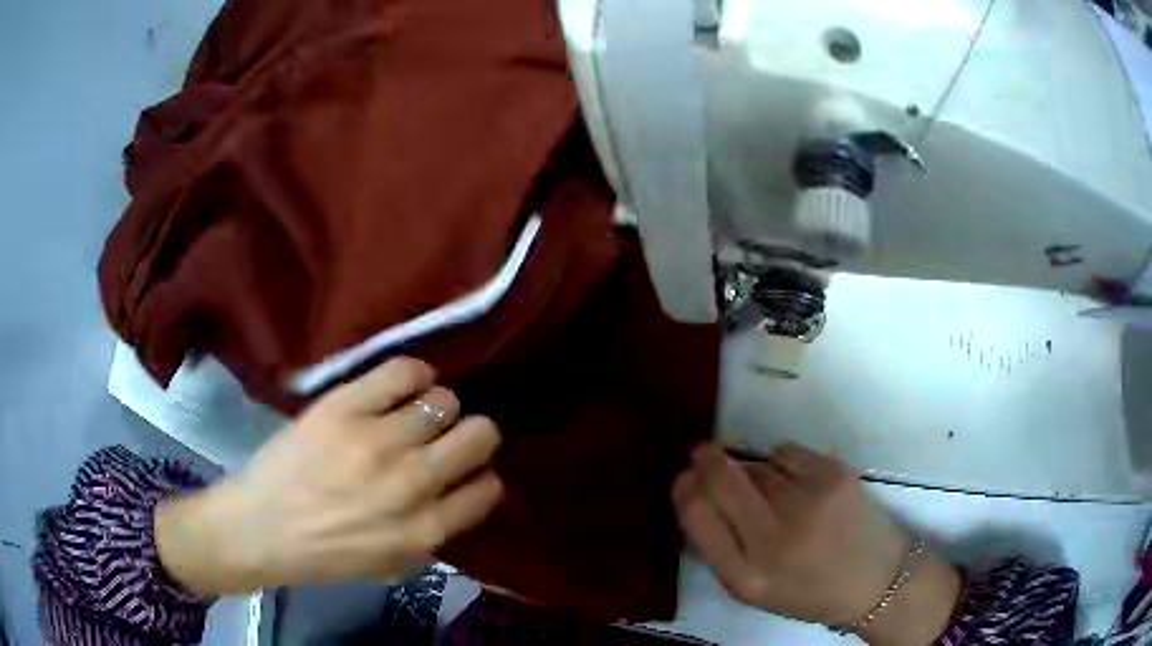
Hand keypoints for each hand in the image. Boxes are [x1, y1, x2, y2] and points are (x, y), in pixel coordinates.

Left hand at [156, 357, 503, 594]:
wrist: (260, 528)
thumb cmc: (325, 555)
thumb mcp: (392, 566)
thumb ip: (434, 535)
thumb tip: (460, 495)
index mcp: (425, 530)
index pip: (489, 489)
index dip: (482, 478)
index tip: (467, 474)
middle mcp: (411, 483)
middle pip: (480, 435)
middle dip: (474, 436)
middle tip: (448, 439)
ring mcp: (376, 440)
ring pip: (444, 402)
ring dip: (439, 409)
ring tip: (417, 414)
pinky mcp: (344, 407)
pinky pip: (403, 372)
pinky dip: (415, 374)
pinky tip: (406, 386)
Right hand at [672, 443, 960, 645]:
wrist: (876, 580)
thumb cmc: (808, 590)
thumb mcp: (753, 588)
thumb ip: (721, 545)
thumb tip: (696, 489)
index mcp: (745, 576)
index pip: (697, 514)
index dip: (685, 487)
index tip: (684, 476)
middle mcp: (773, 540)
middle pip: (721, 479)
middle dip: (705, 459)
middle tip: (702, 452)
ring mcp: (807, 504)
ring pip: (756, 465)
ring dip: (751, 470)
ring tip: (771, 490)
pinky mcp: (835, 476)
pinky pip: (786, 451)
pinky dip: (783, 461)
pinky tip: (799, 482)